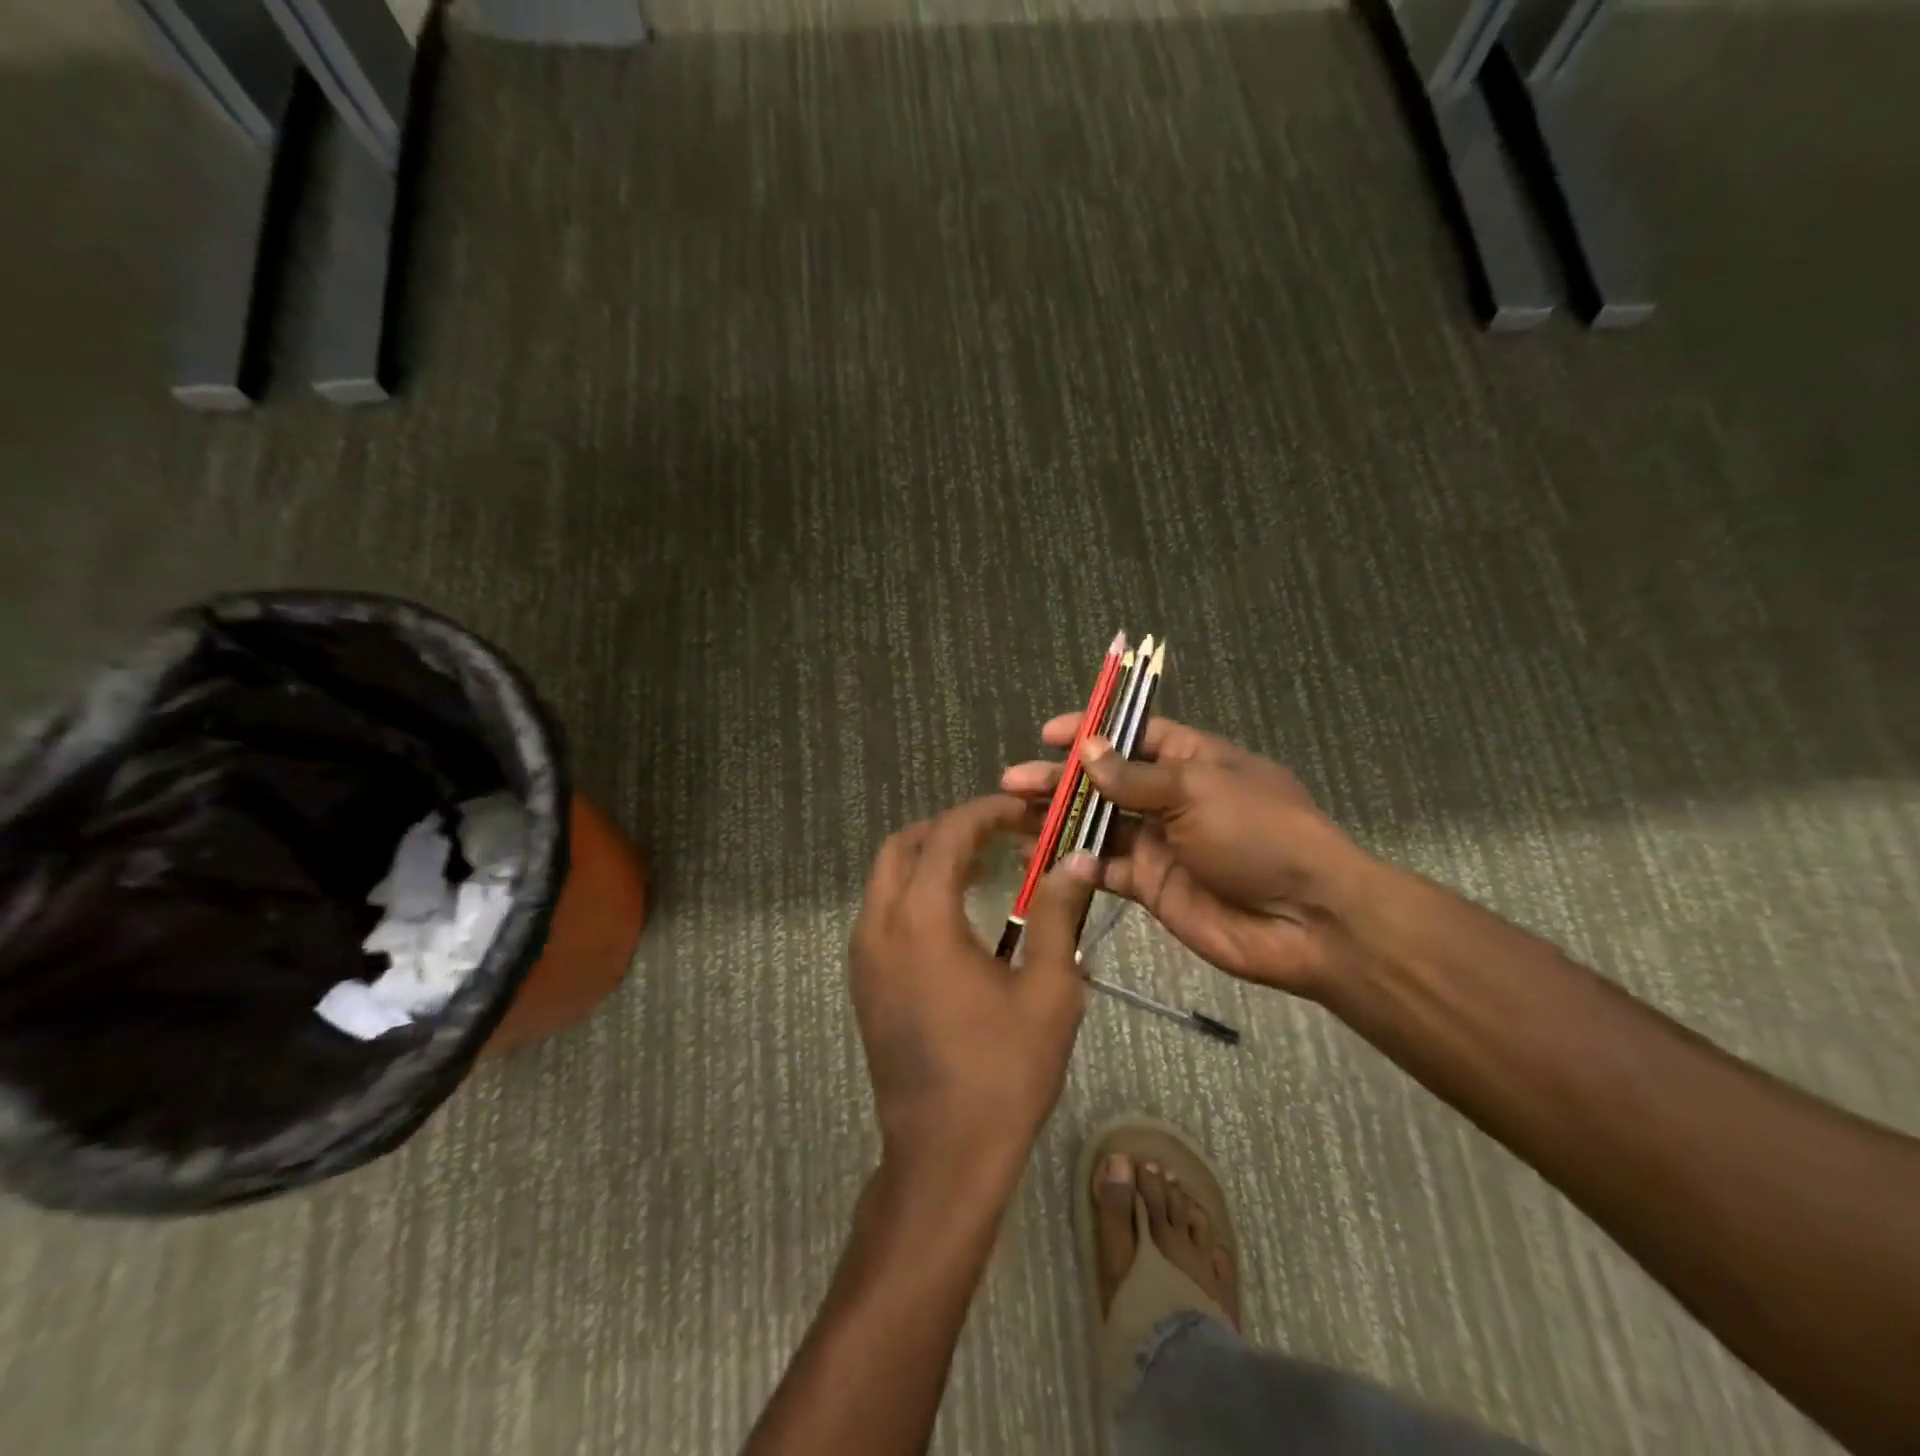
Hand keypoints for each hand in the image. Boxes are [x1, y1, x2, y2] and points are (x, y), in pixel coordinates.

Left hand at [850, 795, 1095, 1192]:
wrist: (943, 1156)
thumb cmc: (1003, 1073)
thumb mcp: (1049, 991)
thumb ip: (1058, 915)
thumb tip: (1076, 862)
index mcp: (922, 918)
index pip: (948, 834)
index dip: (987, 813)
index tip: (1024, 814)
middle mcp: (879, 924)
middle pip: (904, 845)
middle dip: (951, 829)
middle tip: (1002, 837)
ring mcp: (863, 954)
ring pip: (886, 877)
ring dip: (930, 859)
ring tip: (984, 869)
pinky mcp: (863, 980)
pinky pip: (883, 911)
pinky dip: (914, 892)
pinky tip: (957, 916)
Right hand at [1001, 717, 1386, 998]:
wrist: (1305, 920)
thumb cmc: (1258, 834)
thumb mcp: (1197, 789)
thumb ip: (1135, 777)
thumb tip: (1087, 749)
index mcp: (1191, 759)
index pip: (1132, 734)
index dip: (1091, 731)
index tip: (1048, 735)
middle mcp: (1170, 797)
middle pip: (1104, 781)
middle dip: (1060, 780)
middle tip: (1012, 783)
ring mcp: (1158, 843)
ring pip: (1096, 825)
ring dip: (1057, 821)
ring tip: (1012, 819)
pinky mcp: (1150, 886)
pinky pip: (1104, 869)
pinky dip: (1074, 863)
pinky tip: (1040, 860)